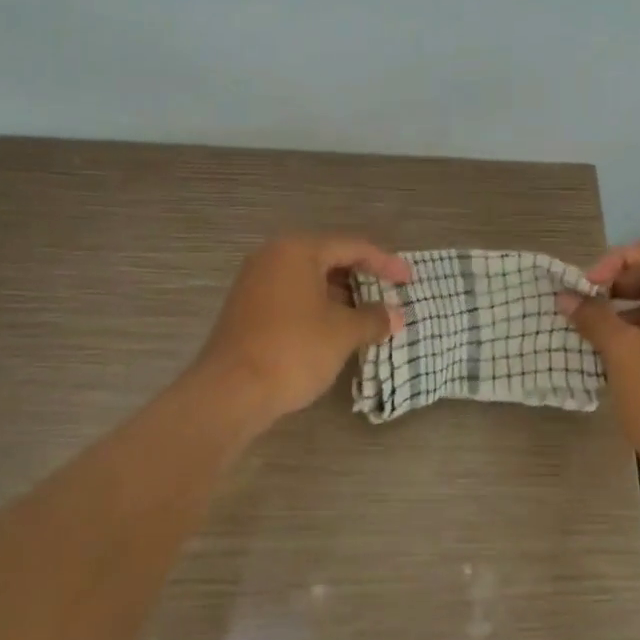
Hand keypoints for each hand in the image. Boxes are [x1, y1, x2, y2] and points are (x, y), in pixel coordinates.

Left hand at [192, 234, 411, 426]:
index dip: (385, 263)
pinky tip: (336, 331)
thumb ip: (373, 319)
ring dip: (341, 297)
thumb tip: (393, 316)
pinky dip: (318, 308)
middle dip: (362, 280)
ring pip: (309, 281)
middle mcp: (272, 257)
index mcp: (297, 250)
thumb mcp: (343, 333)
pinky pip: (292, 297)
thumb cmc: (293, 350)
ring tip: (368, 318)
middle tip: (390, 297)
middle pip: (328, 259)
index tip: (409, 280)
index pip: (352, 247)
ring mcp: (255, 282)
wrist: (230, 392)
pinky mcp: (247, 309)